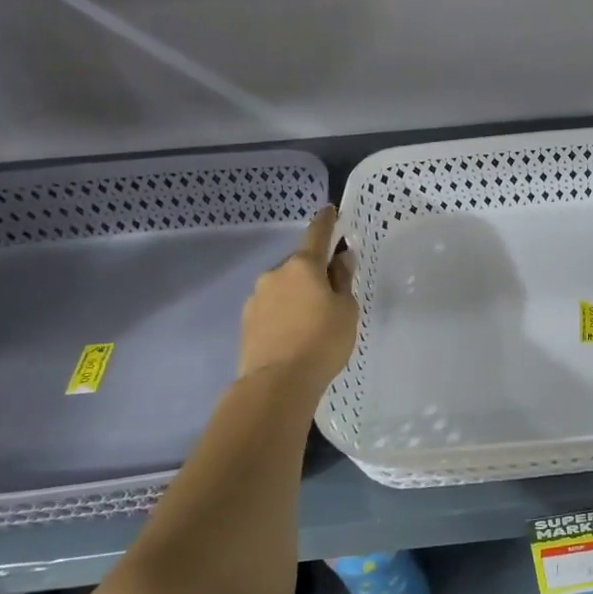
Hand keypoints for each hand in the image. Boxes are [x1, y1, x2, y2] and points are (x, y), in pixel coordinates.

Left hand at [238, 206, 358, 392]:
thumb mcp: (346, 309)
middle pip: (299, 265)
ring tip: (312, 320)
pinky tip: (294, 333)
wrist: (277, 382)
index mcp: (302, 266)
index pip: (316, 234)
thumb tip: (340, 258)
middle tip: (331, 293)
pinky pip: (271, 308)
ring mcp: (256, 297)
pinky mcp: (247, 321)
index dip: (325, 222)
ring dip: (297, 294)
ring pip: (283, 287)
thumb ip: (342, 280)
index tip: (330, 211)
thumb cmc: (322, 341)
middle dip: (313, 272)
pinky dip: (284, 313)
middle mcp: (275, 274)